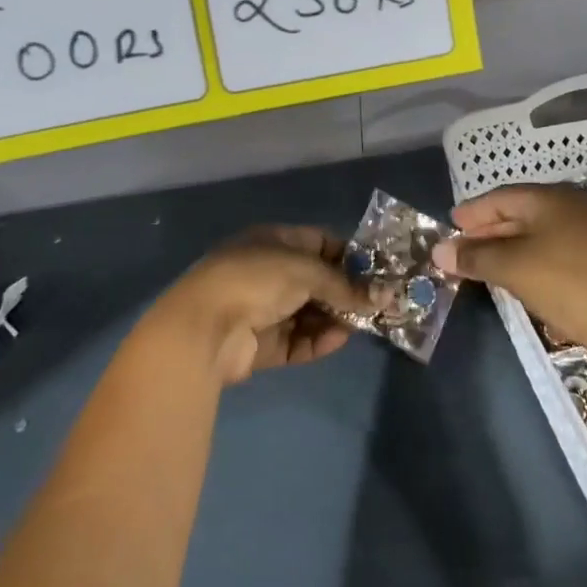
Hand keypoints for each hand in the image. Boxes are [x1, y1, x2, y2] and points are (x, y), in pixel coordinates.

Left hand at [157, 226, 371, 385]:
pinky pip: (298, 341)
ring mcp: (264, 310)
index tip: (377, 271)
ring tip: (362, 324)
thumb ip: (345, 284)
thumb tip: (383, 296)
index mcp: (274, 242)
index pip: (319, 243)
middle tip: (378, 304)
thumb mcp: (306, 270)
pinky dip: (318, 340)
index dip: (349, 256)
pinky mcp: (262, 344)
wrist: (204, 327)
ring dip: (335, 318)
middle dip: (346, 292)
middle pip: (317, 281)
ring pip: (310, 313)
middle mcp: (269, 272)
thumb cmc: (255, 279)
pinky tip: (338, 339)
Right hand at [431, 185, 586, 376]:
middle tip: (462, 247)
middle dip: (488, 231)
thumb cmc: (567, 284)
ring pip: (539, 233)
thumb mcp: (513, 268)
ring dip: (509, 247)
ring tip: (485, 264)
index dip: (472, 211)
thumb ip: (474, 257)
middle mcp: (574, 206)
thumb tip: (439, 251)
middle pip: (520, 213)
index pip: (501, 197)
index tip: (450, 224)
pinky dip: (532, 259)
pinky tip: (521, 277)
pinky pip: (556, 250)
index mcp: (551, 197)